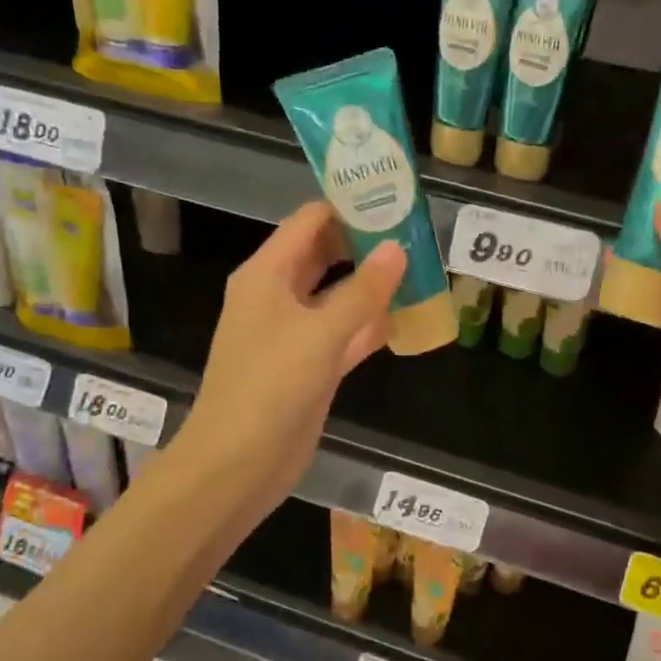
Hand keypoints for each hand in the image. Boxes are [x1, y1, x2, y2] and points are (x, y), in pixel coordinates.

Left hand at [180, 202, 404, 508]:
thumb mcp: (320, 333)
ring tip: (421, 267)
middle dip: (366, 243)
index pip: (309, 222)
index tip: (394, 197)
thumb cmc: (270, 387)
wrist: (239, 463)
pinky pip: (345, 333)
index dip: (348, 206)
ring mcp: (294, 333)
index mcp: (267, 275)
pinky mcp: (310, 366)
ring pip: (338, 295)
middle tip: (416, 232)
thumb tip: (397, 247)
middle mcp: (278, 296)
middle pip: (324, 255)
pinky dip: (371, 324)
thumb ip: (362, 291)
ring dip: (373, 284)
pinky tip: (409, 316)